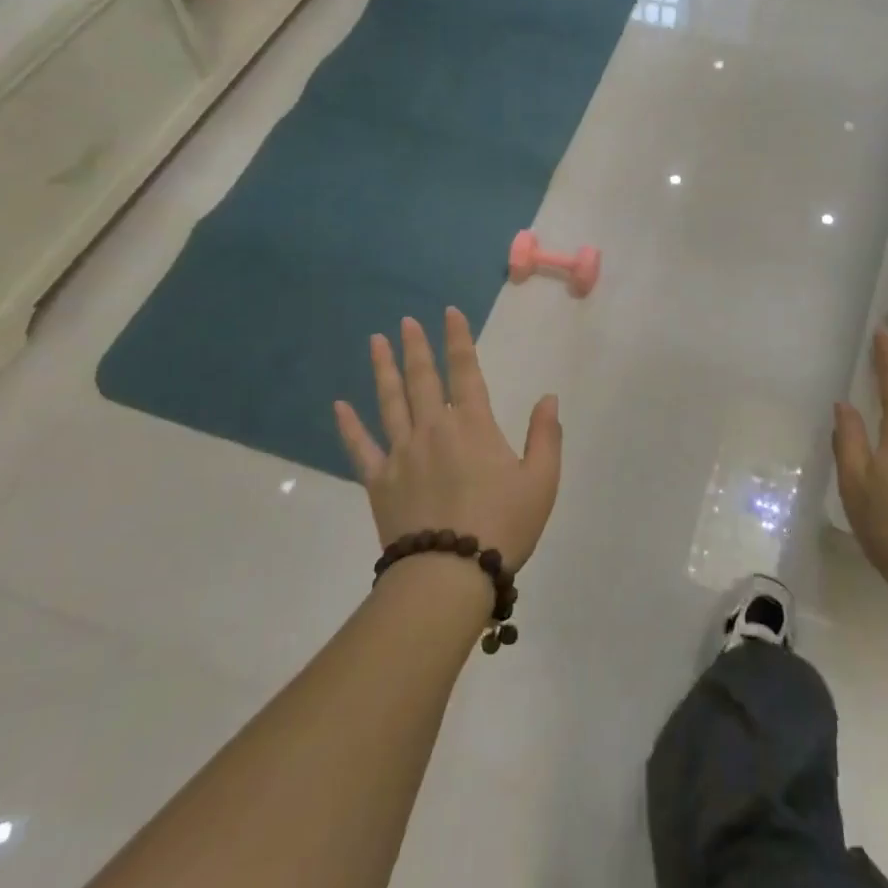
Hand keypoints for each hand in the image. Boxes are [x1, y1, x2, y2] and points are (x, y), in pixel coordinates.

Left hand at [334, 308, 561, 570]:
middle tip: (406, 322)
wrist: (450, 574)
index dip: (458, 339)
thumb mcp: (541, 481)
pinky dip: (349, 426)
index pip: (465, 370)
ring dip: (383, 369)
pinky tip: (339, 406)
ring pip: (390, 402)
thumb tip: (548, 398)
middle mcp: (434, 429)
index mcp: (474, 425)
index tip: (448, 313)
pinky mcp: (379, 481)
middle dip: (416, 347)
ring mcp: (402, 453)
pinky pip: (361, 447)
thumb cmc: (504, 525)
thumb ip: (545, 435)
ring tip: (376, 342)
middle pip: (422, 379)